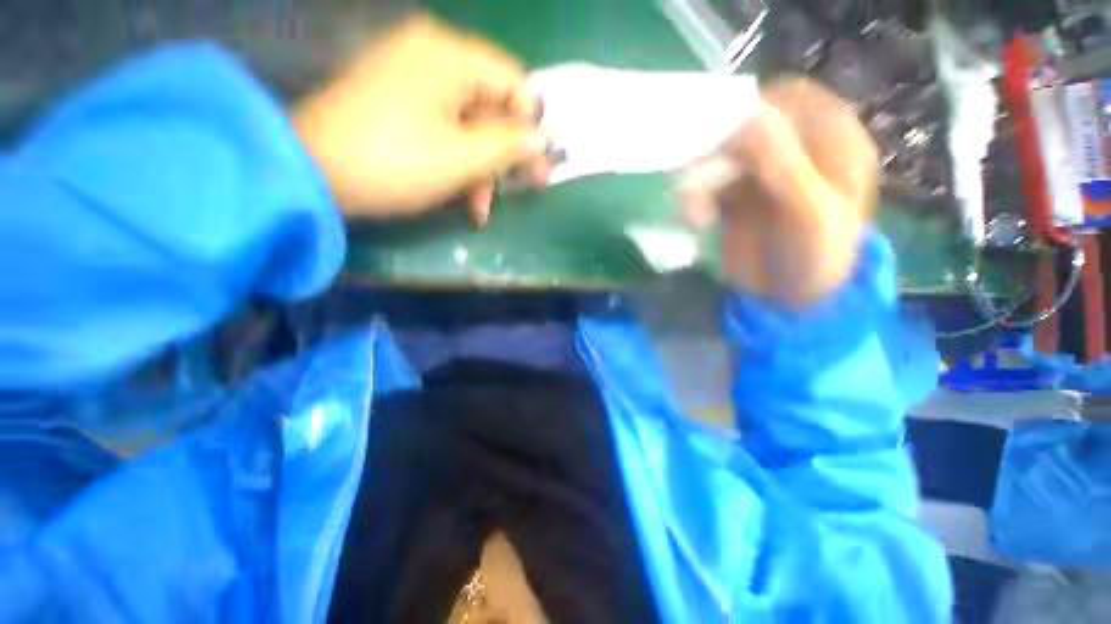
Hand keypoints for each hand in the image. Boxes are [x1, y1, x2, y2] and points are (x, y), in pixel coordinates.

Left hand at [293, 14, 549, 224]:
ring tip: (482, 208)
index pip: (514, 82)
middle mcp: (431, 57)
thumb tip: (543, 140)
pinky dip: (458, 163)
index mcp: (449, 56)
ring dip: (482, 169)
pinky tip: (463, 197)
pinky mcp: (398, 105)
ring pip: (469, 125)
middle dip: (508, 155)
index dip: (532, 125)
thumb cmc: (395, 162)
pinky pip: (444, 130)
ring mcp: (411, 80)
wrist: (311, 174)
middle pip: (492, 106)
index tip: (542, 161)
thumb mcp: (463, 158)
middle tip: (529, 188)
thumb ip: (509, 146)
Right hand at [683, 78, 878, 306]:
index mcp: (832, 140)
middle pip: (747, 125)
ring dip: (700, 182)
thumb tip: (746, 117)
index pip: (790, 99)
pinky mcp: (734, 194)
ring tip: (693, 215)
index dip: (753, 106)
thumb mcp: (811, 215)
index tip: (719, 128)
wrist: (789, 301)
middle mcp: (795, 147)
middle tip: (693, 171)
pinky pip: (707, 183)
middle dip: (717, 150)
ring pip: (720, 156)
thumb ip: (784, 166)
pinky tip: (694, 220)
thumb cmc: (817, 261)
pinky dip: (695, 198)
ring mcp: (761, 171)